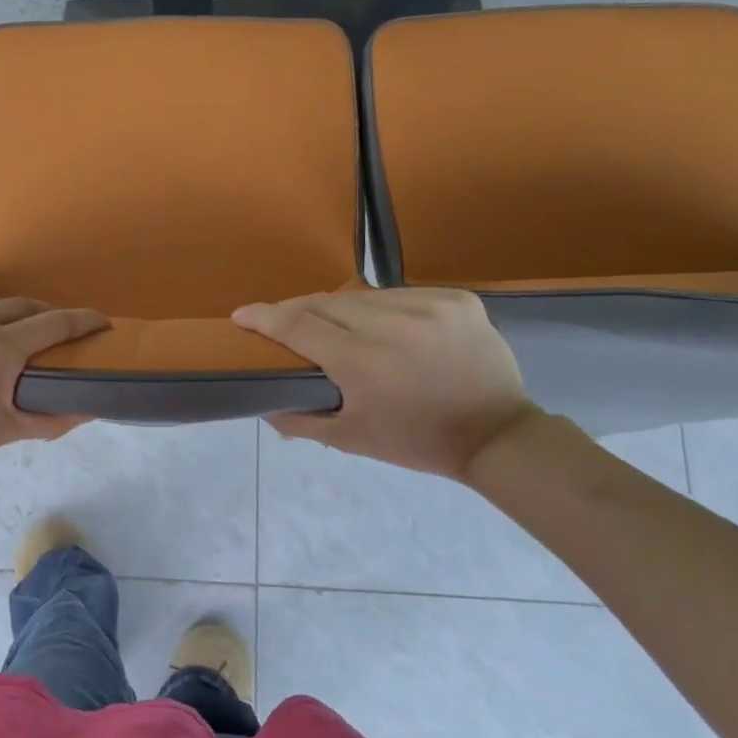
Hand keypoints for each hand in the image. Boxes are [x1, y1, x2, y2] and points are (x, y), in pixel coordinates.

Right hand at [232, 289, 538, 479]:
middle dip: (295, 311)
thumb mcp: (351, 439)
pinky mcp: (456, 299)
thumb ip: (299, 420)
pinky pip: (399, 295)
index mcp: (362, 361)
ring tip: (330, 326)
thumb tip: (263, 405)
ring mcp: (429, 306)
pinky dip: (379, 308)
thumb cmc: (416, 442)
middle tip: (280, 323)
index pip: (298, 325)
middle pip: (324, 303)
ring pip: (362, 296)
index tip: (241, 315)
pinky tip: (378, 325)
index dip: (265, 318)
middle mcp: (392, 324)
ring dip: (337, 308)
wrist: (495, 435)